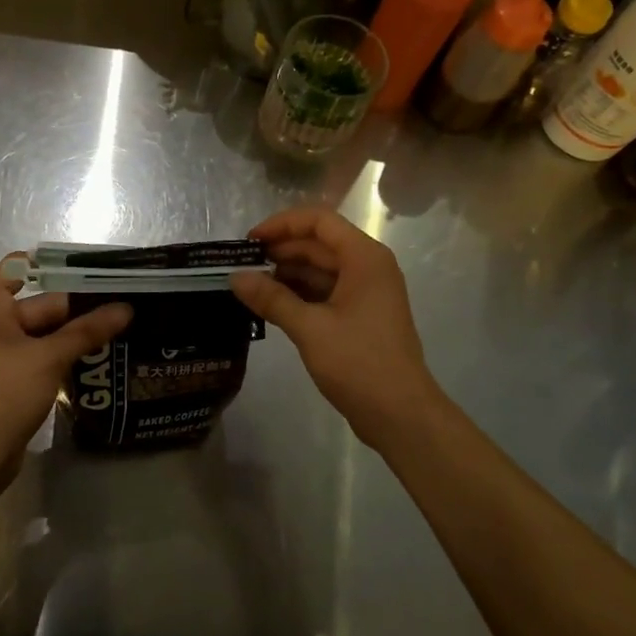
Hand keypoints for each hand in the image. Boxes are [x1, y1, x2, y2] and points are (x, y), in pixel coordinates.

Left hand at [0, 256, 132, 491]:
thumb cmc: (2, 395)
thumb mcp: (49, 358)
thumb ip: (87, 330)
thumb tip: (127, 308)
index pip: (24, 265)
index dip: (61, 266)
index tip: (101, 271)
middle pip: (40, 299)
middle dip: (80, 304)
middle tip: (126, 302)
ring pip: (43, 329)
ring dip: (76, 331)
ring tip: (123, 325)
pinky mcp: (7, 374)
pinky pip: (39, 352)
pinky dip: (63, 351)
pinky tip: (99, 353)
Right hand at [229, 207, 443, 446]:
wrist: (400, 414)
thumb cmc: (359, 363)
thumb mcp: (310, 328)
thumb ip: (271, 298)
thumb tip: (235, 277)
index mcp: (364, 258)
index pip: (319, 221)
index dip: (282, 224)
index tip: (249, 242)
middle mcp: (368, 267)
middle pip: (318, 244)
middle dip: (280, 251)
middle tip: (241, 267)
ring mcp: (365, 292)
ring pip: (320, 270)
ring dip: (286, 274)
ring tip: (249, 286)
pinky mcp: (359, 316)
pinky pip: (324, 292)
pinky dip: (298, 294)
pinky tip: (269, 305)